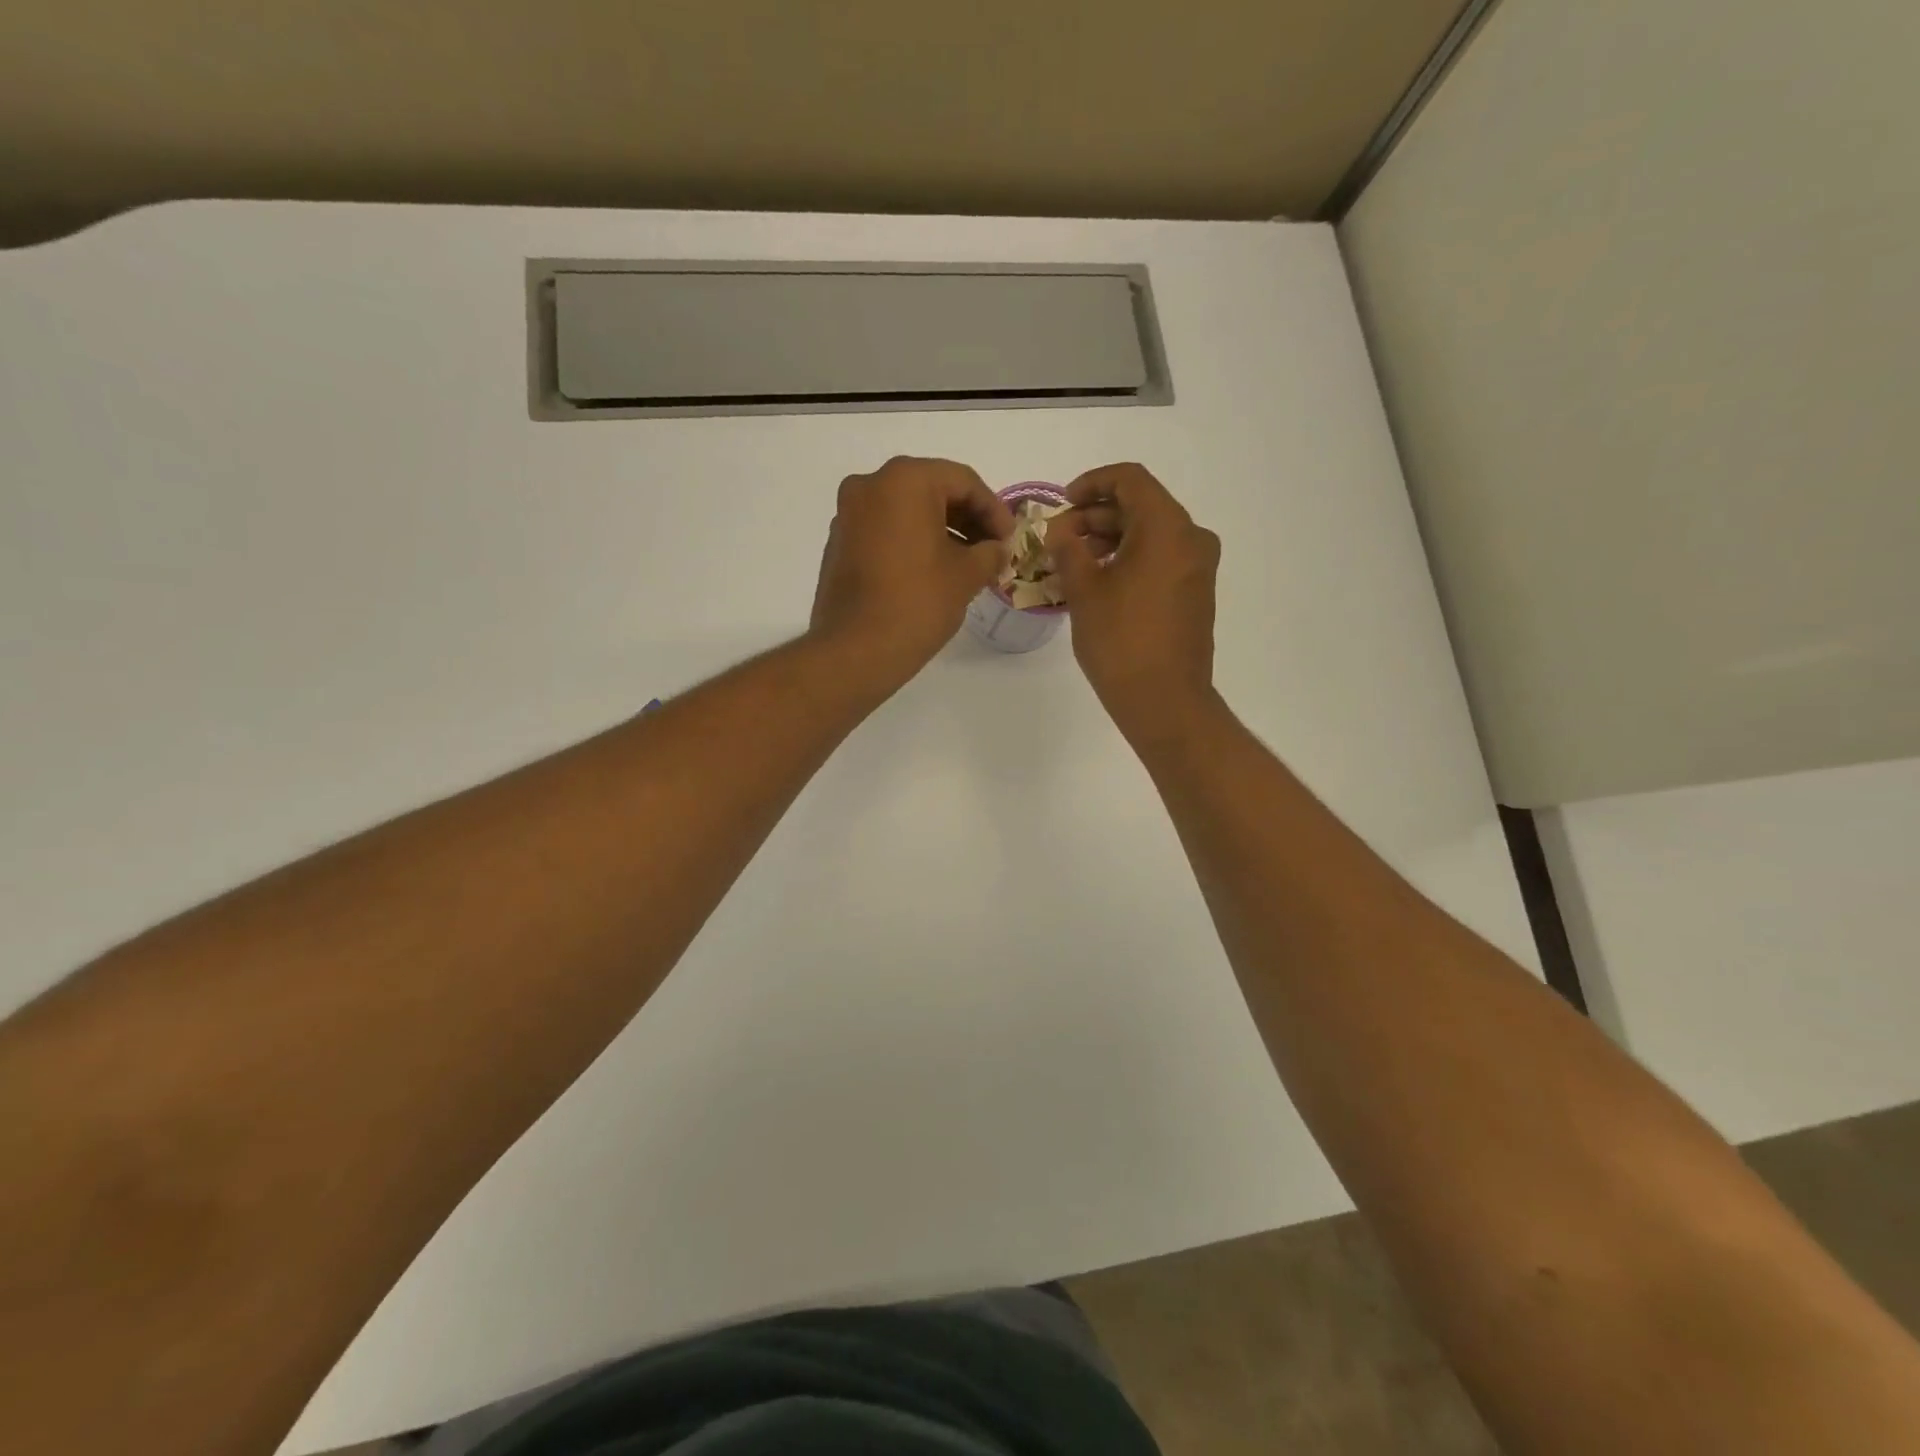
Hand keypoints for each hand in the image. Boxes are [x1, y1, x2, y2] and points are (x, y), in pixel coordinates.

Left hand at [810, 456, 1012, 687]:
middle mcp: (870, 486)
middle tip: (992, 550)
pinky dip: (912, 542)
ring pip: (906, 511)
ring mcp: (848, 515)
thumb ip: (990, 553)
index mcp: (904, 480)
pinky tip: (932, 571)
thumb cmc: (917, 603)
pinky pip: (885, 530)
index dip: (994, 510)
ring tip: (967, 564)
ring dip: (941, 531)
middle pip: (932, 490)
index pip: (963, 481)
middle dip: (967, 519)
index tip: (1010, 540)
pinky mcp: (839, 544)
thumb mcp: (966, 576)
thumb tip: (997, 549)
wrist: (855, 651)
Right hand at [1046, 463, 1220, 738]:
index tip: (1063, 503)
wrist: (1164, 700)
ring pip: (1150, 534)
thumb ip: (1068, 550)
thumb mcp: (1084, 591)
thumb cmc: (1121, 641)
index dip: (1092, 483)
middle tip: (1059, 539)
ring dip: (1110, 539)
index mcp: (1167, 528)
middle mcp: (1191, 538)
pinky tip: (1099, 581)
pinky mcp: (1195, 592)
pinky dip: (1129, 559)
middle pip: (1140, 506)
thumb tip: (1060, 530)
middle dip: (1096, 517)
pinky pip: (1160, 558)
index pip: (1130, 480)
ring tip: (1073, 562)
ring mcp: (1197, 567)